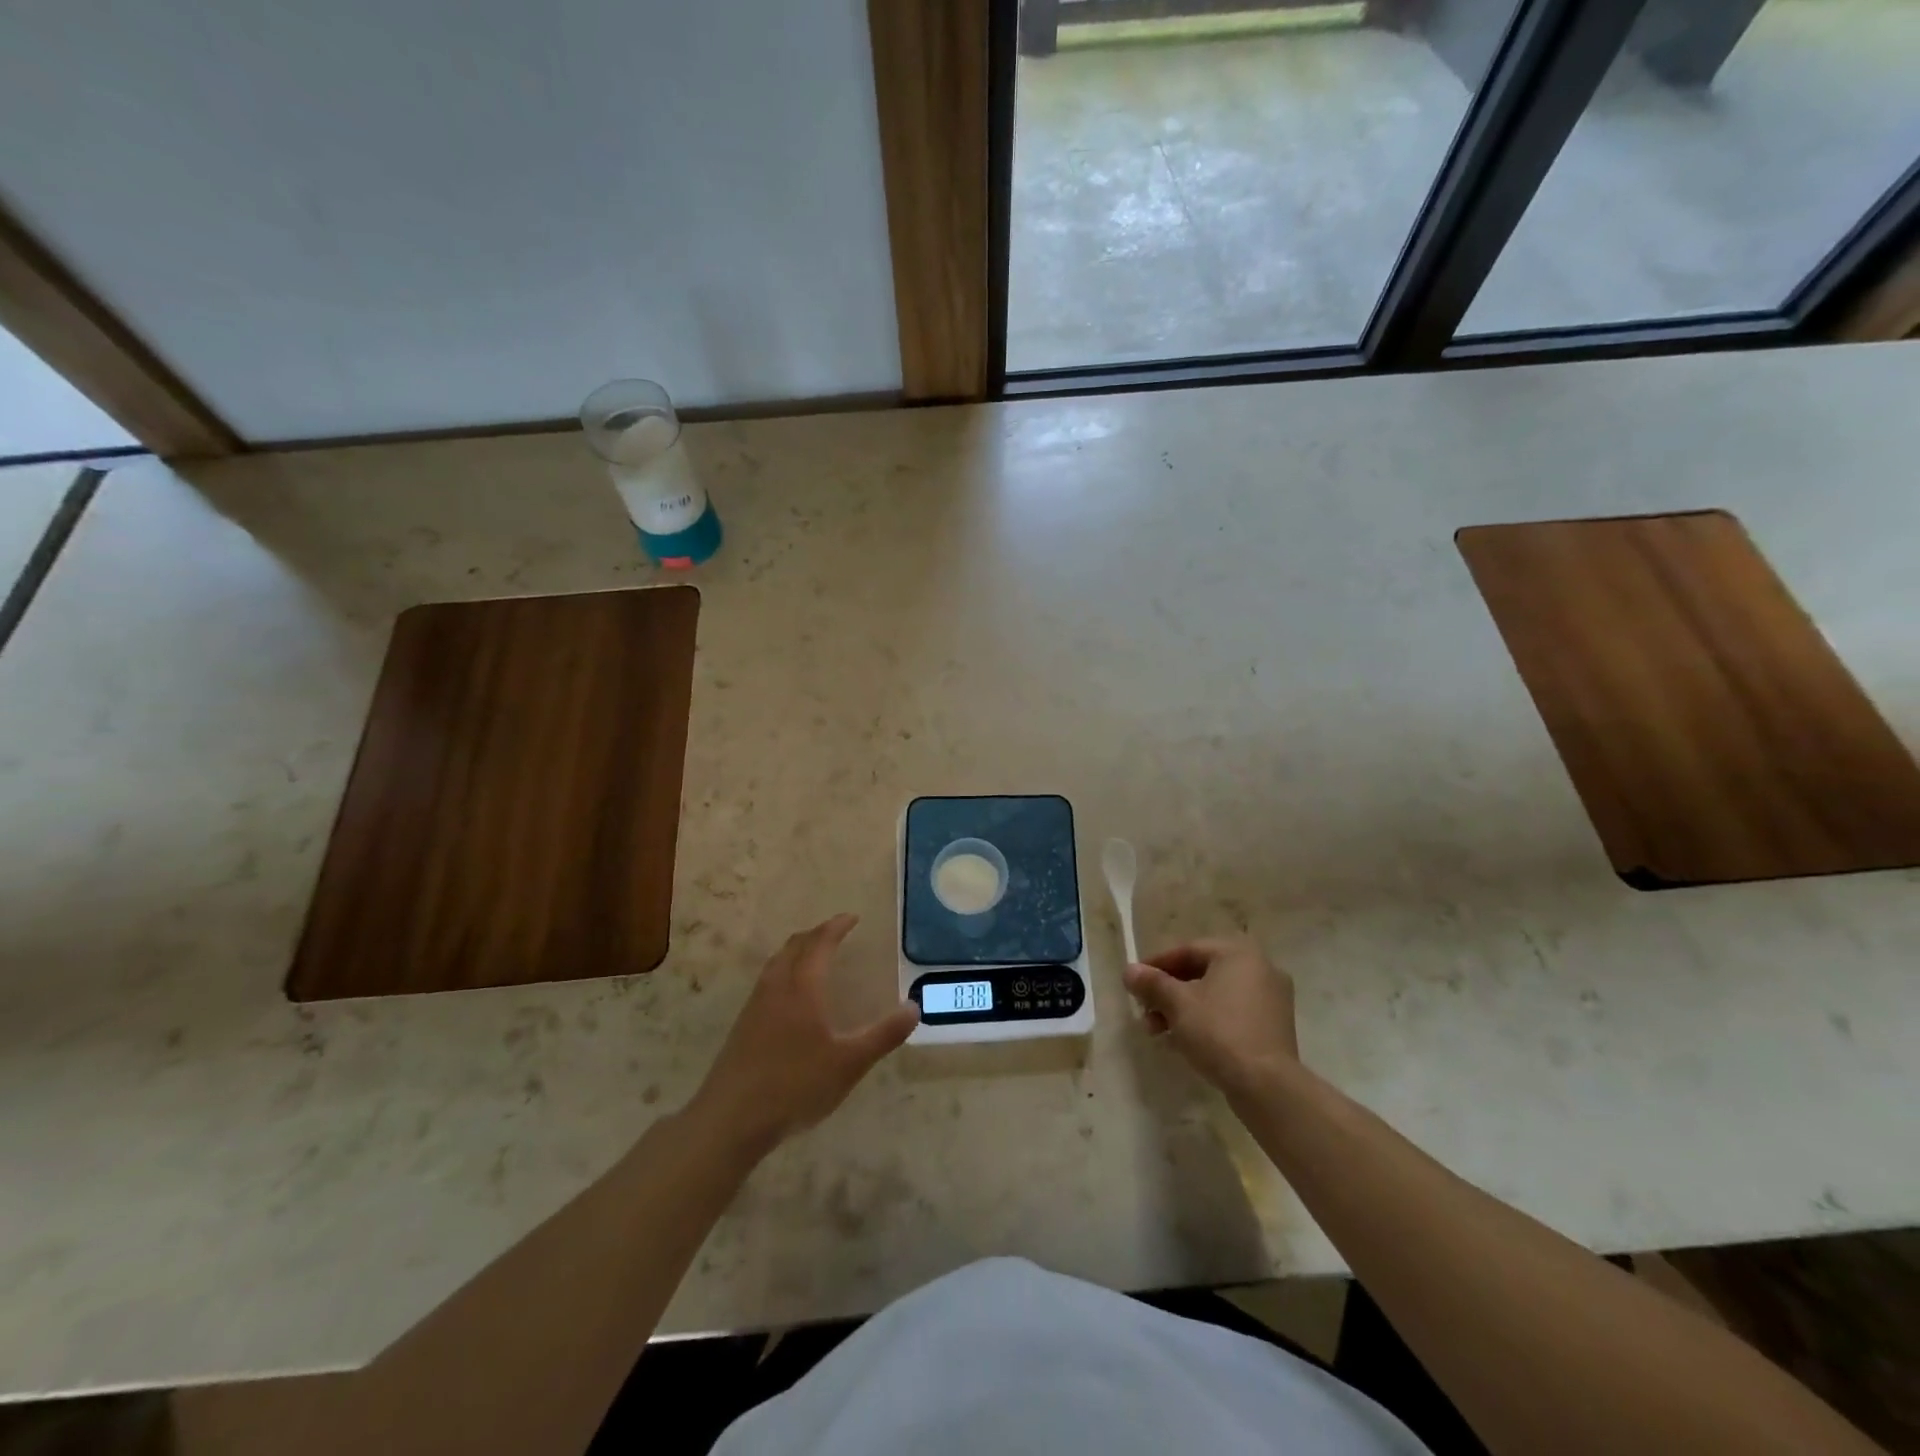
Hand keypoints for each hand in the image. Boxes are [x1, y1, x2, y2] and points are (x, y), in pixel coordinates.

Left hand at [688, 914, 918, 1153]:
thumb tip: (914, 1007)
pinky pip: (766, 981)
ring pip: (776, 963)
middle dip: (816, 934)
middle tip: (835, 932)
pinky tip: (789, 995)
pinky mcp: (743, 1026)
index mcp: (802, 987)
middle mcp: (776, 987)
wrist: (731, 1119)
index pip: (820, 943)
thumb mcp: (849, 1063)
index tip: (852, 918)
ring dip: (797, 950)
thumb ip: (883, 1035)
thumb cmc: (795, 1086)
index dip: (836, 927)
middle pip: (794, 946)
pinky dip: (784, 970)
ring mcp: (755, 1006)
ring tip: (812, 955)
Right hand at [1123, 938, 1298, 1097]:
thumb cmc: (1219, 1032)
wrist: (1267, 1086)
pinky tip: (1184, 1041)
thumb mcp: (1177, 1004)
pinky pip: (1231, 1013)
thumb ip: (1152, 983)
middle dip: (1168, 992)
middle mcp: (1260, 968)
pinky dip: (1206, 1020)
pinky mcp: (1274, 1026)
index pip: (1188, 950)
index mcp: (1238, 953)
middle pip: (1201, 972)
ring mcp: (1271, 999)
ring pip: (1216, 995)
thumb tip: (1129, 971)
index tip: (1134, 981)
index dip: (1156, 965)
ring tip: (1158, 1031)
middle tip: (1144, 1010)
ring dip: (1183, 1008)